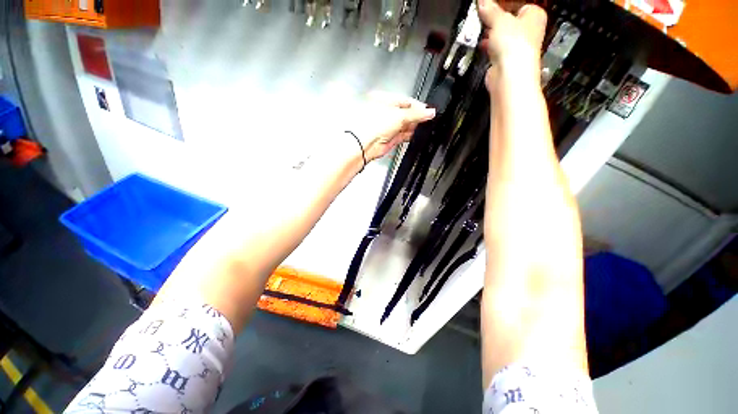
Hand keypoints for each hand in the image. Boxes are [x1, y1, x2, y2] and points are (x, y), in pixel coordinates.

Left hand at [352, 92, 435, 162]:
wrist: (366, 144)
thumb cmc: (373, 125)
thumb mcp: (399, 115)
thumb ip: (416, 114)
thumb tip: (430, 112)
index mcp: (385, 100)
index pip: (405, 101)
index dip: (417, 105)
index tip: (427, 110)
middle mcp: (386, 113)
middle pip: (406, 113)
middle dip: (416, 117)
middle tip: (426, 119)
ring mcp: (388, 127)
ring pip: (405, 125)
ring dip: (414, 126)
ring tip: (422, 127)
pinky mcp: (391, 139)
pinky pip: (403, 135)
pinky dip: (410, 135)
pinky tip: (415, 134)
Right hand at [477, 0, 546, 86]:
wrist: (510, 74)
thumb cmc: (515, 44)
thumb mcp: (500, 19)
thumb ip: (490, 10)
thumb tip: (482, 1)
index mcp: (534, 15)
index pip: (519, 4)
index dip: (504, 4)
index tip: (490, 5)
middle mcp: (529, 31)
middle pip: (509, 20)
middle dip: (495, 20)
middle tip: (483, 16)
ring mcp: (517, 47)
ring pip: (502, 36)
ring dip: (490, 34)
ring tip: (479, 30)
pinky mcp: (506, 61)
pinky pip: (496, 49)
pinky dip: (488, 47)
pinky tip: (481, 45)